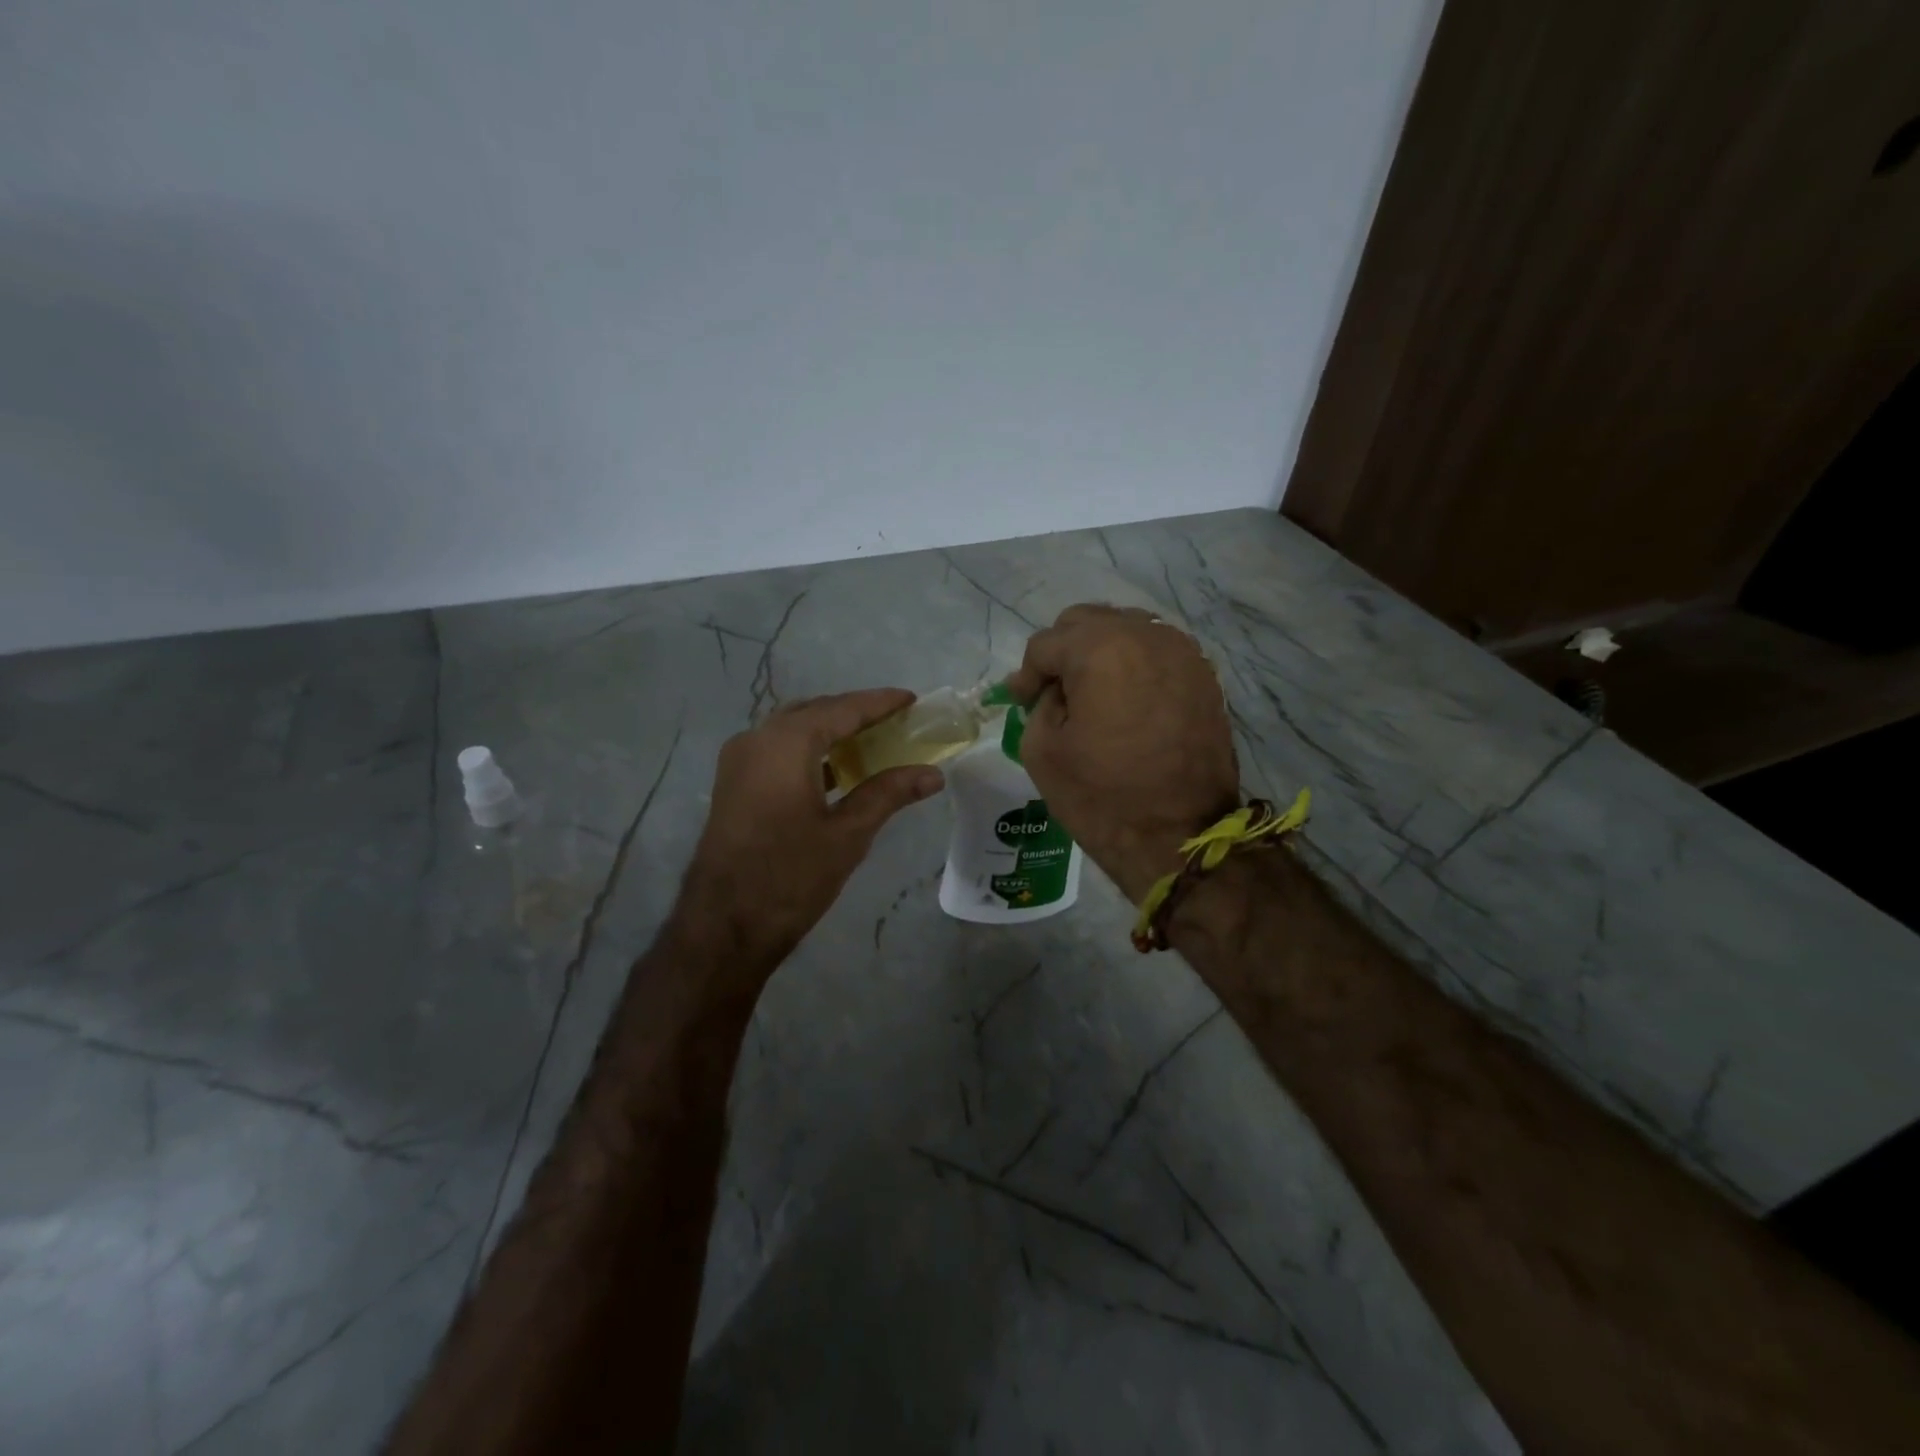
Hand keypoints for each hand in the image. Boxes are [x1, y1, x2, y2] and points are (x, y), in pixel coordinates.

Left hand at [679, 690, 944, 971]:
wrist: (723, 926)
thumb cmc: (791, 876)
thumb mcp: (848, 834)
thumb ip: (889, 794)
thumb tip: (933, 774)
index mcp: (785, 744)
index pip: (841, 709)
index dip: (879, 703)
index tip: (911, 699)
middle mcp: (757, 739)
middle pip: (814, 713)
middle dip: (855, 713)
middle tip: (896, 720)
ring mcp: (739, 761)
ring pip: (793, 730)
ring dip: (831, 731)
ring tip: (873, 741)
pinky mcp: (734, 784)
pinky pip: (778, 750)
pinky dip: (810, 750)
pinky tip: (837, 769)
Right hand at [1005, 605, 1240, 901]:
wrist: (1180, 837)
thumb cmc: (1102, 797)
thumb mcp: (1041, 750)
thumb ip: (1040, 704)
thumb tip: (1056, 690)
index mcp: (1099, 649)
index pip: (1047, 644)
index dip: (1027, 674)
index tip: (1020, 701)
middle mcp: (1145, 636)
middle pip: (1088, 622)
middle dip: (1063, 651)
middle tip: (1052, 690)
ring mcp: (1182, 653)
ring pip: (1127, 629)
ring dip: (1100, 652)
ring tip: (1090, 691)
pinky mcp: (1204, 676)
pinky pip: (1157, 651)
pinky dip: (1134, 664)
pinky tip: (1125, 697)